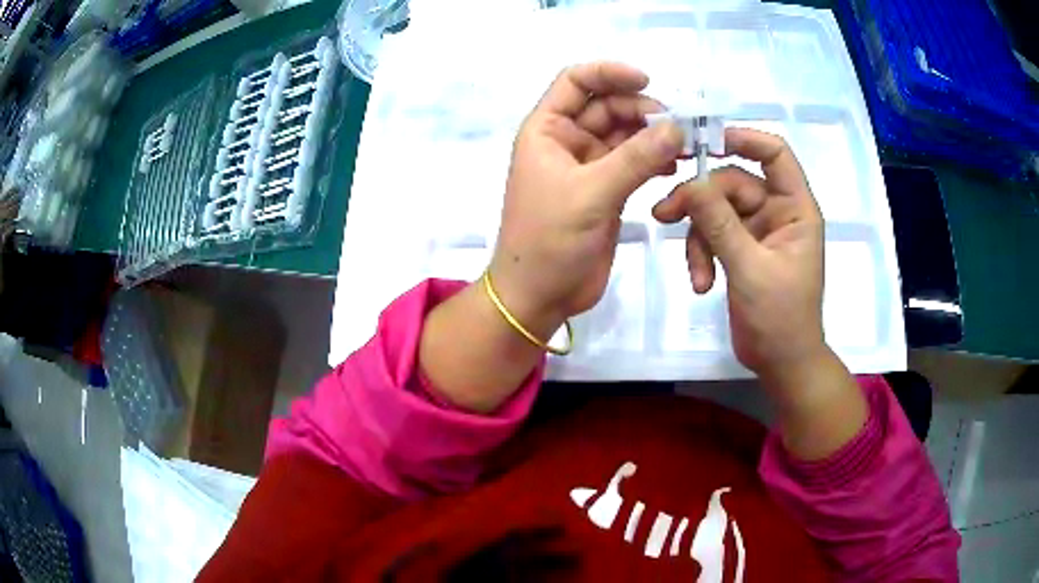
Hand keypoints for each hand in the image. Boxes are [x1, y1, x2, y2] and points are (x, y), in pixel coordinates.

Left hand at [489, 62, 684, 338]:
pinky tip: (674, 166)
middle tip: (679, 127)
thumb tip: (677, 127)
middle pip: (607, 105)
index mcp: (547, 129)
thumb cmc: (549, 240)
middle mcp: (566, 140)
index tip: (647, 81)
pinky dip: (654, 159)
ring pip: (624, 134)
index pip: (575, 81)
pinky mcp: (606, 189)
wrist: (539, 295)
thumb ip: (635, 159)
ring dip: (653, 135)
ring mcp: (588, 165)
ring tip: (685, 145)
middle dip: (642, 110)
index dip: (609, 73)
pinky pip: (634, 162)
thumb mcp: (590, 194)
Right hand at [651, 128, 825, 379]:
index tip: (705, 143)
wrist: (781, 363)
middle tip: (665, 215)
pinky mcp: (740, 250)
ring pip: (716, 210)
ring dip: (698, 237)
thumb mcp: (750, 268)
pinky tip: (701, 283)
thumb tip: (692, 183)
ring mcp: (757, 231)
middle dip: (701, 201)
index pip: (775, 154)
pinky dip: (701, 255)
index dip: (744, 139)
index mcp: (795, 208)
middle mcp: (777, 212)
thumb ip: (720, 224)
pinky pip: (713, 235)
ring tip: (695, 272)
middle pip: (732, 183)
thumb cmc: (781, 318)